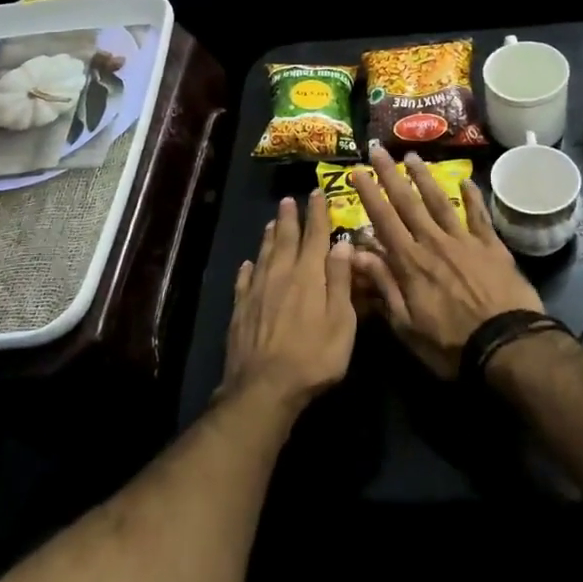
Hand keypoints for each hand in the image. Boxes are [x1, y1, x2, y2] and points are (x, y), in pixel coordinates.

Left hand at [221, 192, 356, 410]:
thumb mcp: (341, 321)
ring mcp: (257, 292)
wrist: (264, 387)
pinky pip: (244, 281)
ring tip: (272, 223)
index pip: (315, 237)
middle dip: (289, 218)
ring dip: (269, 237)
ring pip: (263, 256)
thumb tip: (341, 245)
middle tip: (288, 200)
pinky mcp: (240, 310)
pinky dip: (247, 269)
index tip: (317, 194)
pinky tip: (247, 264)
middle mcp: (280, 275)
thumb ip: (340, 281)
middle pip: (285, 240)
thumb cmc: (314, 357)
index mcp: (308, 276)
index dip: (317, 214)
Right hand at [348, 144, 542, 377]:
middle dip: (390, 175)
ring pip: (440, 202)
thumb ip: (383, 285)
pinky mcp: (492, 247)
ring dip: (424, 178)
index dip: (368, 194)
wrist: (507, 346)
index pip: (383, 220)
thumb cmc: (451, 344)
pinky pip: (479, 216)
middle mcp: (434, 243)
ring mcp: (465, 241)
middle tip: (378, 149)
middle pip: (408, 203)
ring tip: (412, 156)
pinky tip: (467, 180)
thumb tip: (357, 253)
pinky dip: (473, 197)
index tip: (356, 171)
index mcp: (410, 262)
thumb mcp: (406, 325)